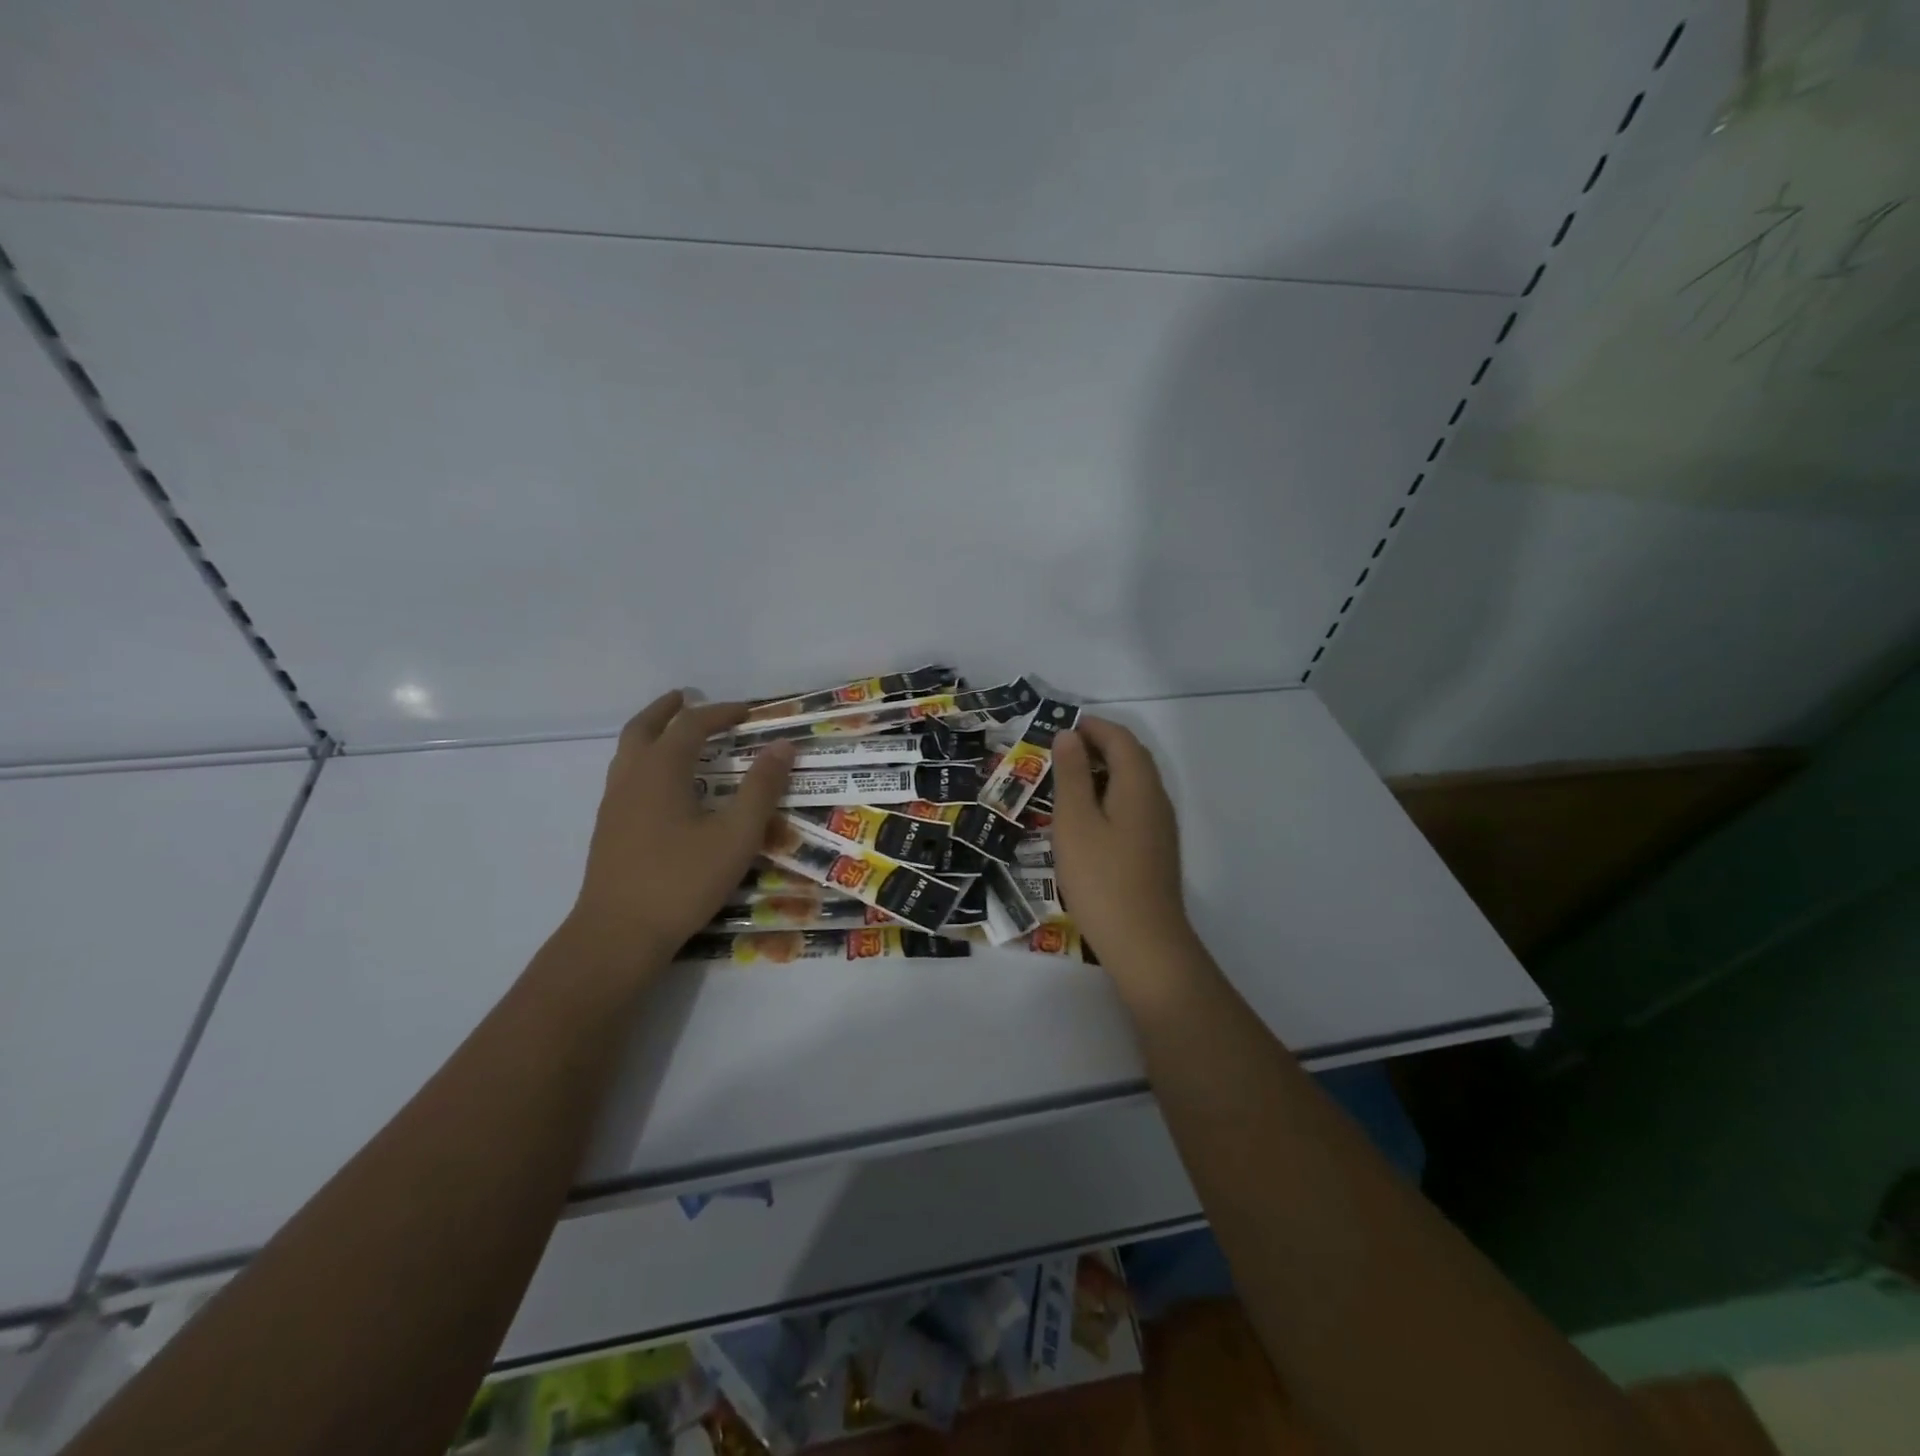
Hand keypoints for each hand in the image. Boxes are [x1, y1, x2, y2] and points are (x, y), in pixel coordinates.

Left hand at [567, 690, 793, 969]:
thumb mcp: (736, 835)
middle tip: (686, 697)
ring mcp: (613, 805)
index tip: (748, 711)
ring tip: (673, 735)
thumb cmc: (682, 881)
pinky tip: (662, 788)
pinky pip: (625, 777)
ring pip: (627, 753)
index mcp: (660, 771)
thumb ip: (761, 788)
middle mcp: (630, 778)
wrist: (617, 935)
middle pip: (643, 728)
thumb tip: (783, 746)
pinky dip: (644, 762)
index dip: (720, 712)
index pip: (691, 725)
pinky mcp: (608, 831)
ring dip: (651, 733)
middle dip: (667, 710)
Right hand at [1051, 717, 1194, 968]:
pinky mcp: (1155, 849)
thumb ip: (1072, 774)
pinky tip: (1085, 817)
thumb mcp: (1075, 822)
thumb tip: (1069, 735)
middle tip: (1059, 751)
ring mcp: (1159, 826)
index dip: (1092, 726)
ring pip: (1132, 783)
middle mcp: (1156, 799)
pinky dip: (1108, 796)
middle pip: (1131, 757)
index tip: (1059, 727)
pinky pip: (1132, 805)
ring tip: (1065, 780)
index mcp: (1139, 785)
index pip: (1120, 739)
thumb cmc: (1101, 878)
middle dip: (1097, 745)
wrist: (1144, 942)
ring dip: (1102, 771)